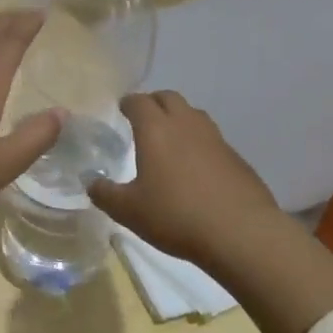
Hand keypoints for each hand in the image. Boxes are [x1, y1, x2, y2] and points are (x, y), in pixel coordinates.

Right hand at [91, 91, 332, 332]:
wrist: (242, 234)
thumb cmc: (176, 216)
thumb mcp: (128, 211)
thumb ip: (104, 193)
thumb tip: (90, 181)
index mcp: (156, 130)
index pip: (139, 102)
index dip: (128, 103)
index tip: (121, 109)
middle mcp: (187, 125)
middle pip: (169, 98)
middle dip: (154, 103)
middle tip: (142, 119)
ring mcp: (216, 140)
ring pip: (194, 115)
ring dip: (179, 119)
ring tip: (168, 140)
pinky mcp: (237, 158)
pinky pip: (212, 139)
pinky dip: (198, 143)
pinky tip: (195, 168)